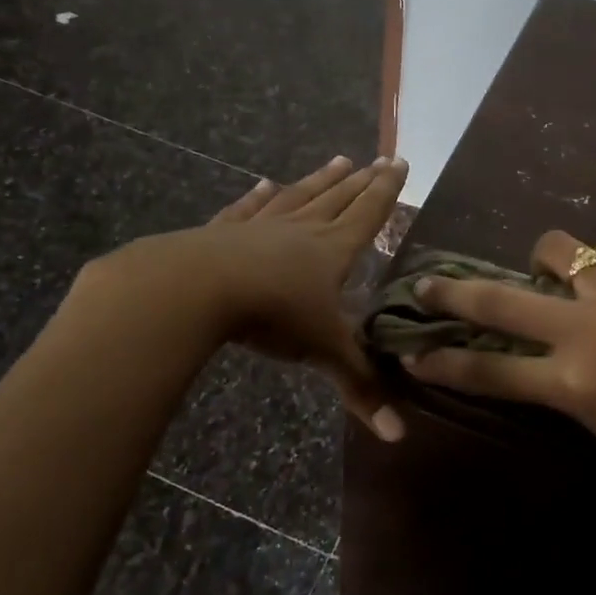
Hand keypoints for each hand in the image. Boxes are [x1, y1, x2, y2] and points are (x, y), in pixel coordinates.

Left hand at [74, 156, 407, 438]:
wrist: (195, 289)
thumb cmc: (271, 314)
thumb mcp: (322, 351)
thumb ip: (360, 387)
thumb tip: (399, 436)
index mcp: (332, 251)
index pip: (368, 214)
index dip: (387, 191)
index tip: (401, 162)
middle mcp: (301, 230)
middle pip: (339, 199)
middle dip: (362, 181)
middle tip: (380, 158)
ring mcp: (260, 227)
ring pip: (299, 196)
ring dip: (320, 180)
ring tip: (339, 160)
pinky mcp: (223, 232)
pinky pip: (248, 209)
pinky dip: (258, 196)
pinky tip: (265, 183)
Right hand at [402, 230, 595, 507]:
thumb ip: (570, 394)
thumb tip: (544, 364)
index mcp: (576, 383)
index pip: (489, 369)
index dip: (444, 361)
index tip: (413, 352)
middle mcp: (591, 327)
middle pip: (499, 299)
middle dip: (452, 293)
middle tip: (426, 285)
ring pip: (560, 248)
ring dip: (547, 265)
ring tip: (559, 280)